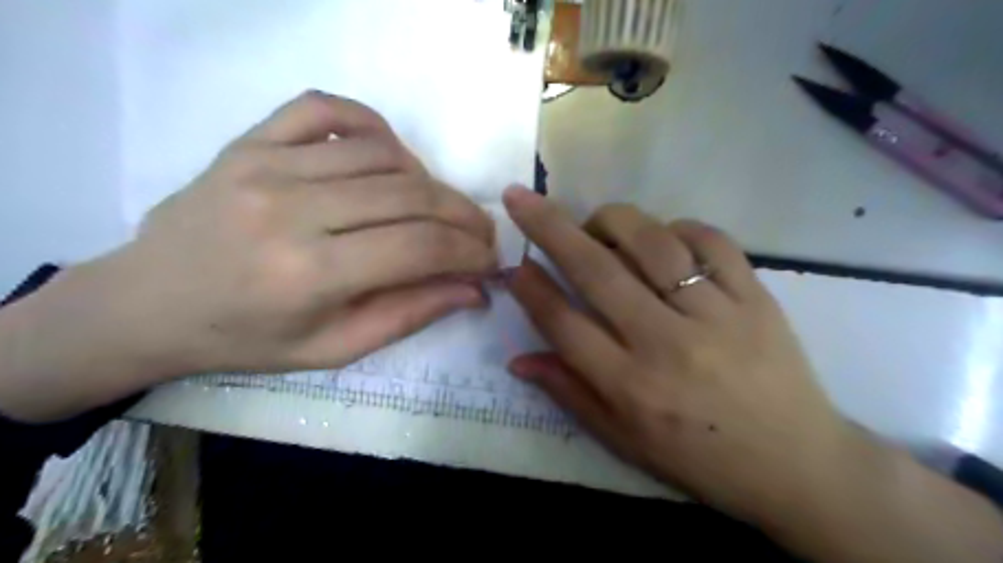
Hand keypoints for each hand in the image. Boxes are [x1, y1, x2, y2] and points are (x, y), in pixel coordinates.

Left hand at [0, 89, 501, 420]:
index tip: (490, 260)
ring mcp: (267, 164)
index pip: (420, 247)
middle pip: (411, 195)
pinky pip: (328, 109)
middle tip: (480, 235)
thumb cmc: (246, 338)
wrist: (148, 302)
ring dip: (428, 181)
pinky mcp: (251, 140)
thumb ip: (409, 315)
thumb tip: (474, 289)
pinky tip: (388, 156)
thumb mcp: (333, 348)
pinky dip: (373, 126)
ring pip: (383, 153)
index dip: (469, 251)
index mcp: (308, 275)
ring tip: (434, 209)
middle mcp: (291, 209)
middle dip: (463, 216)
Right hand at [507, 188, 1001, 560]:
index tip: (513, 264)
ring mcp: (717, 315)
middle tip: (522, 199)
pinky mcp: (757, 297)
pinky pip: (711, 240)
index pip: (564, 324)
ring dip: (612, 222)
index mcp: (631, 387)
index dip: (531, 289)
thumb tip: (518, 359)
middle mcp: (667, 344)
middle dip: (549, 228)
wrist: (796, 463)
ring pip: (653, 243)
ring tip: (596, 225)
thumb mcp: (624, 441)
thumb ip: (569, 393)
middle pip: (597, 271)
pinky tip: (663, 237)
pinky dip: (677, 227)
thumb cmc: (699, 458)